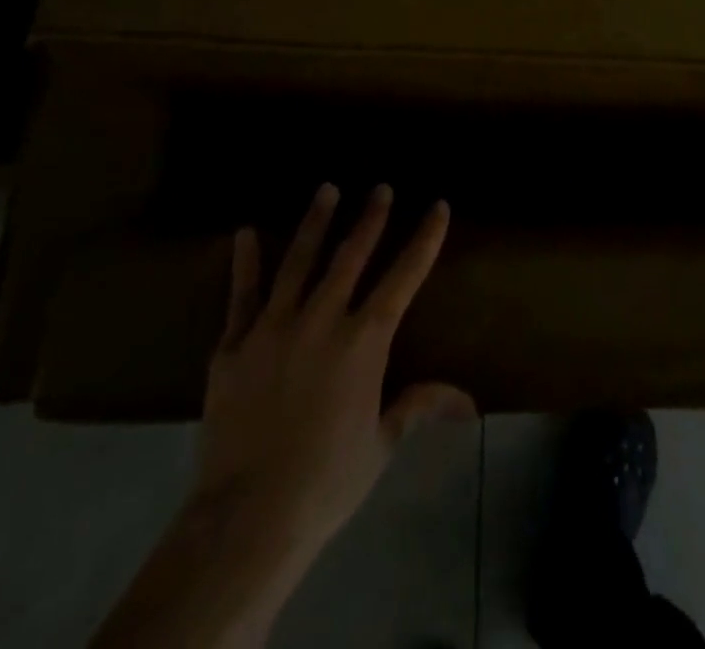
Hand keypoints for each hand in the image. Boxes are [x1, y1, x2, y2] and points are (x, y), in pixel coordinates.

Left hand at [192, 183, 476, 560]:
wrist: (247, 516)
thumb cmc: (326, 480)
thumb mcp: (381, 443)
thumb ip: (419, 406)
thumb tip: (470, 403)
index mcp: (363, 342)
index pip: (403, 277)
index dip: (424, 239)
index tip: (437, 206)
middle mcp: (322, 320)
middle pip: (351, 256)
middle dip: (370, 218)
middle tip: (380, 187)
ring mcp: (274, 327)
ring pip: (299, 262)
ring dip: (316, 222)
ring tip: (327, 189)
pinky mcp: (234, 345)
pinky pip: (242, 295)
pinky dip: (246, 263)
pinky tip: (246, 232)